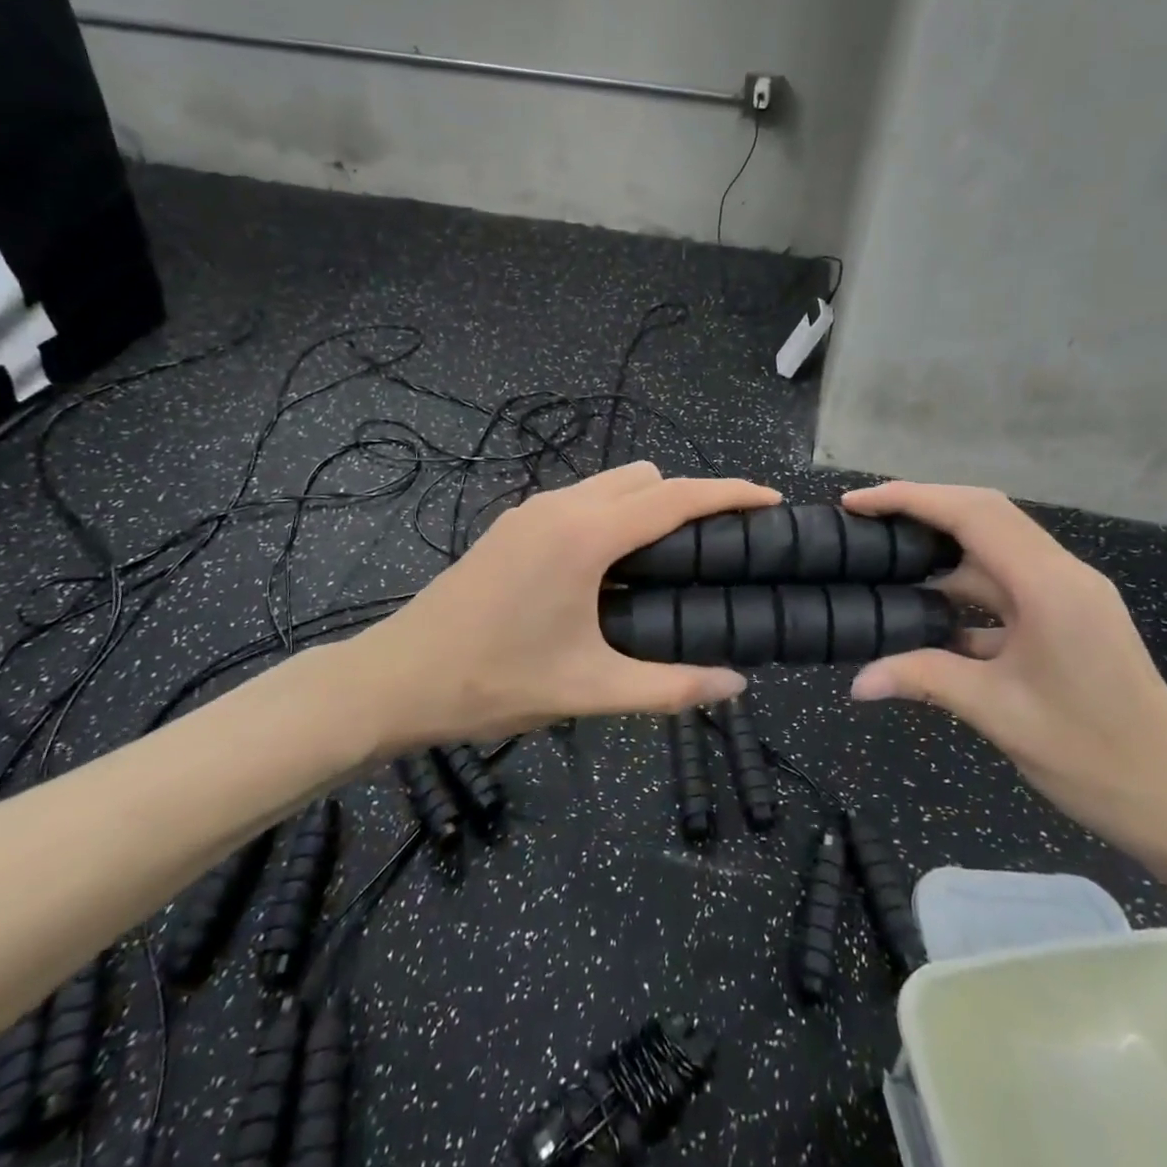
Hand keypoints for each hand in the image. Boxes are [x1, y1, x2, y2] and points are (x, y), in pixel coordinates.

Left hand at [352, 462, 780, 751]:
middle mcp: (560, 506)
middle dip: (690, 498)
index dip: (729, 493)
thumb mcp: (588, 689)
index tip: (770, 500)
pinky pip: (581, 499)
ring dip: (648, 505)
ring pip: (610, 483)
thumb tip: (736, 685)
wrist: (396, 678)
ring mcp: (530, 510)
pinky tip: (612, 567)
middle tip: (716, 549)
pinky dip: (613, 514)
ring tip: (669, 560)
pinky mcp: (512, 525)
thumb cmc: (492, 681)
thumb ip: (669, 688)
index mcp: (585, 535)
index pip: (675, 497)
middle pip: (646, 478)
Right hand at [842, 482, 1166, 862]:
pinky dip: (963, 588)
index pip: (972, 514)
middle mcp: (1062, 575)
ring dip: (941, 548)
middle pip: (984, 515)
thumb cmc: (1093, 757)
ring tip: (885, 555)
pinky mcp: (1068, 619)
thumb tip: (857, 683)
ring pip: (995, 549)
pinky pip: (1006, 585)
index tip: (856, 503)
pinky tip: (926, 610)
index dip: (910, 499)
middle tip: (864, 519)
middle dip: (922, 508)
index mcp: (1049, 585)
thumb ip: (923, 679)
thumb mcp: (998, 713)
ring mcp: (1068, 596)